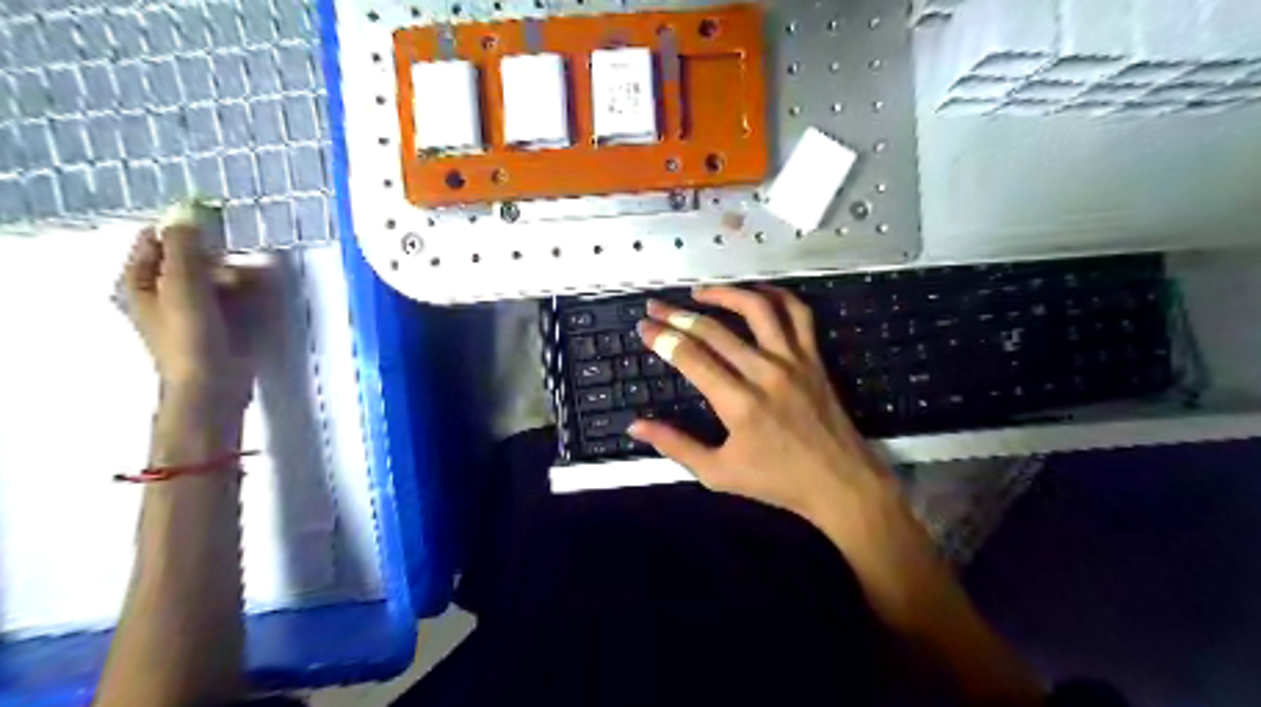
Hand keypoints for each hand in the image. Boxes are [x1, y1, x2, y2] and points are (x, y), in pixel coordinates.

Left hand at [118, 211, 255, 412]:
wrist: (213, 384)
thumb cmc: (190, 335)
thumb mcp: (183, 286)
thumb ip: (185, 247)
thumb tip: (186, 210)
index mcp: (139, 280)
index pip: (158, 239)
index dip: (185, 231)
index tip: (217, 231)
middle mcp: (162, 291)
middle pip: (192, 258)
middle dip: (219, 259)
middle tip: (236, 269)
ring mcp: (192, 309)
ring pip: (217, 277)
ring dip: (237, 277)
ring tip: (254, 287)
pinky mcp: (219, 323)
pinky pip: (233, 297)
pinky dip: (246, 294)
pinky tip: (260, 299)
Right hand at [630, 287, 944, 612]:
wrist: (840, 481)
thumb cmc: (776, 481)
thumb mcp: (717, 473)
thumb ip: (675, 446)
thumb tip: (635, 425)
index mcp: (739, 404)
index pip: (691, 358)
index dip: (662, 338)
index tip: (643, 327)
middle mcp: (765, 373)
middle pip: (714, 331)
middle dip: (678, 315)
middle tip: (656, 306)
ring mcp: (793, 360)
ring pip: (757, 309)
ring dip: (725, 294)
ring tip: (700, 292)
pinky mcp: (813, 357)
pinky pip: (798, 313)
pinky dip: (776, 295)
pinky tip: (755, 292)